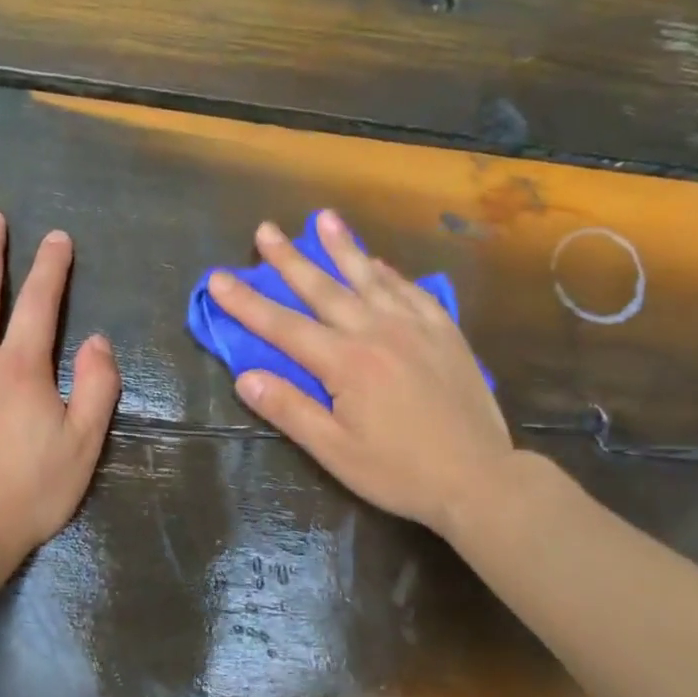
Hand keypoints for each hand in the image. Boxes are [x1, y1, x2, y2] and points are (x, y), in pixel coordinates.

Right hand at [207, 210, 513, 535]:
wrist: (479, 478)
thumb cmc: (400, 473)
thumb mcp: (336, 452)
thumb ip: (290, 410)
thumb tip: (245, 377)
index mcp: (346, 363)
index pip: (284, 326)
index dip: (247, 302)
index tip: (218, 278)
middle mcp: (378, 332)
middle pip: (324, 288)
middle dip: (290, 259)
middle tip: (266, 230)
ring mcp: (416, 327)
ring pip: (371, 278)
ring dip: (343, 247)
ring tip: (323, 219)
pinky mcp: (445, 332)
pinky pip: (412, 291)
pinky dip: (390, 273)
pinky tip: (379, 262)